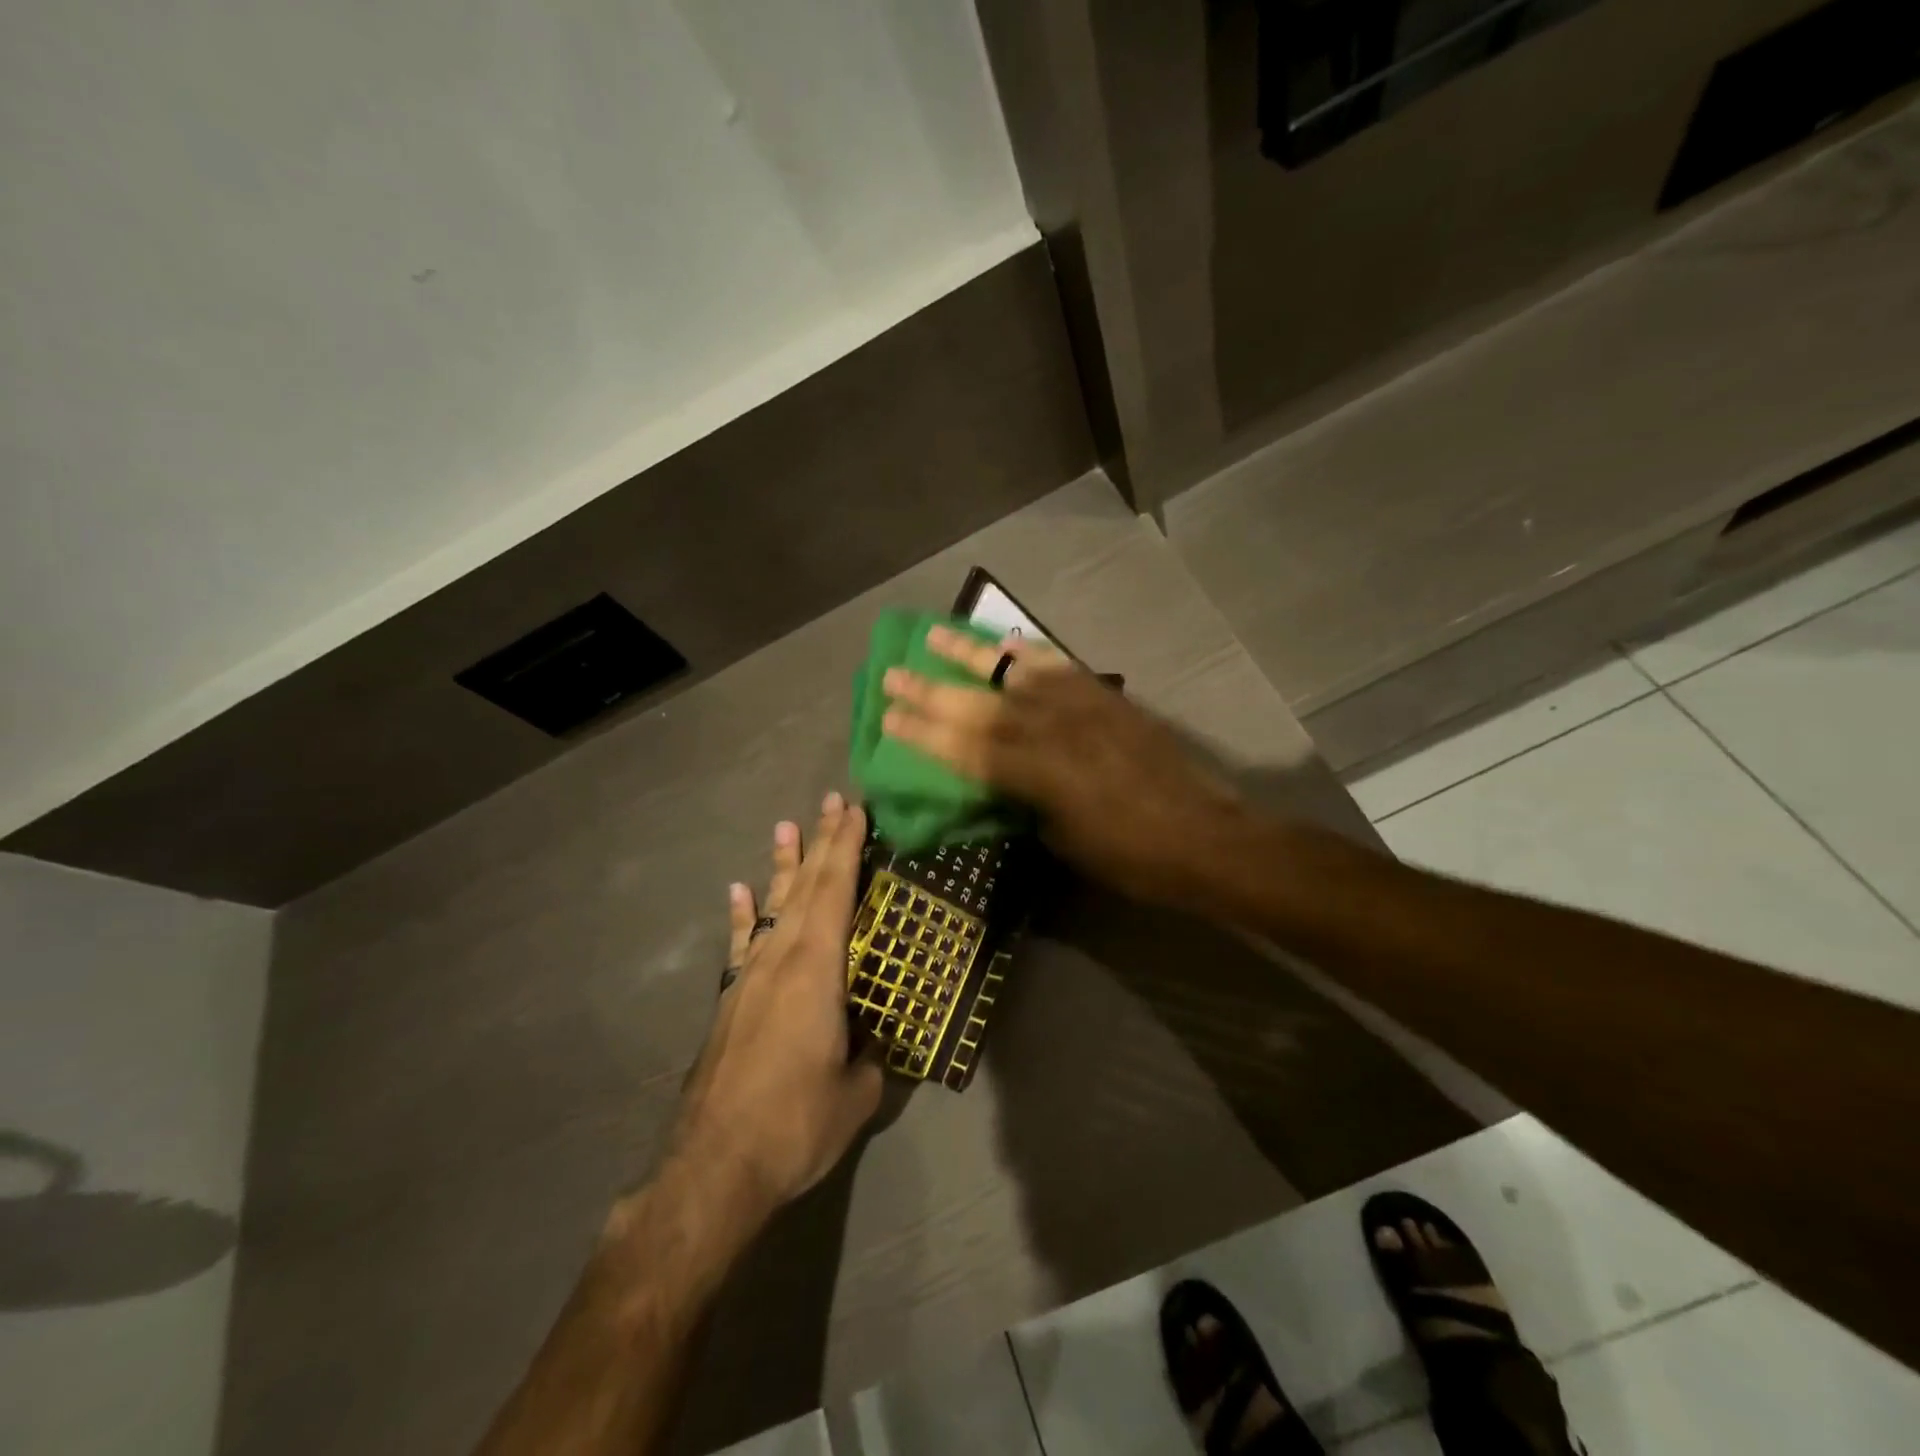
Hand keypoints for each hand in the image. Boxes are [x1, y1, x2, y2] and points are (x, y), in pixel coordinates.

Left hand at [672, 793, 882, 1211]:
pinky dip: (743, 914)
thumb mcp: (857, 1094)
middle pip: (806, 887)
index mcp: (818, 970)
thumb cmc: (794, 1124)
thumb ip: (870, 1058)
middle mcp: (781, 960)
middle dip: (822, 842)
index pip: (836, 892)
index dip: (847, 848)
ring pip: (773, 906)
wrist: (712, 1168)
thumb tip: (875, 1042)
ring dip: (784, 866)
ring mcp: (749, 977)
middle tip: (833, 801)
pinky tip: (741, 891)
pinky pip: (741, 943)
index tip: (856, 810)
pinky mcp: (730, 1000)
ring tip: (787, 827)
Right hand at [880, 626, 1248, 909]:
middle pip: (979, 705)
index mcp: (1036, 774)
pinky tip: (1005, 643)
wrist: (1204, 836)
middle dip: (931, 690)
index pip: (965, 748)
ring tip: (935, 634)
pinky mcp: (1106, 697)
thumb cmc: (1130, 857)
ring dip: (971, 654)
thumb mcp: (1063, 841)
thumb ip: (1025, 804)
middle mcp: (1052, 729)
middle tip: (892, 672)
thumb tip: (1000, 783)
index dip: (923, 733)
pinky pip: (1060, 666)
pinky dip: (1029, 652)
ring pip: (1015, 672)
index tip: (886, 717)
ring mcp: (1081, 706)